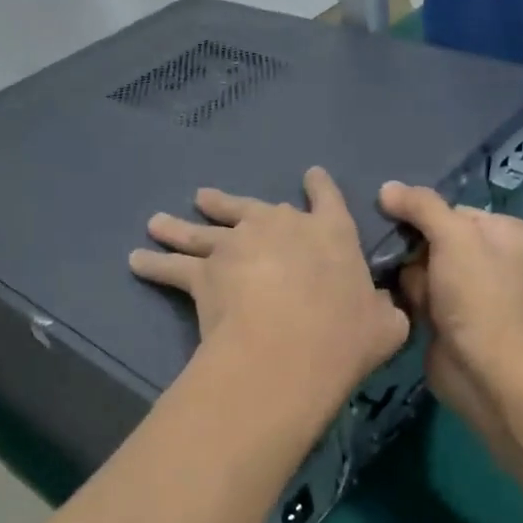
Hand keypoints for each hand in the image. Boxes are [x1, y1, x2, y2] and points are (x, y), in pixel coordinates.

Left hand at [130, 166, 409, 398]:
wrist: (288, 347)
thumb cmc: (344, 335)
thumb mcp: (386, 324)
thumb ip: (385, 309)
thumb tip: (386, 308)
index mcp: (330, 232)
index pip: (327, 198)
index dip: (319, 186)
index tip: (311, 175)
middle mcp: (280, 226)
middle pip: (251, 207)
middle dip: (228, 203)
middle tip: (205, 198)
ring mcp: (237, 243)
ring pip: (203, 229)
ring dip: (180, 226)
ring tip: (159, 221)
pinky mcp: (203, 270)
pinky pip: (172, 266)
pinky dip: (153, 264)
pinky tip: (136, 260)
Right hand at [377, 182, 522, 434]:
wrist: (483, 371)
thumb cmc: (477, 296)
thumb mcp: (453, 237)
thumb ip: (421, 206)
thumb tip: (385, 188)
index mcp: (503, 231)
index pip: (449, 208)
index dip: (422, 215)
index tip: (393, 220)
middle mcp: (488, 256)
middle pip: (431, 235)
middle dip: (411, 248)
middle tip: (395, 257)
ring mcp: (466, 287)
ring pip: (418, 263)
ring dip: (406, 274)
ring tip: (398, 285)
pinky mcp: (445, 314)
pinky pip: (415, 290)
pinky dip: (405, 295)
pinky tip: (396, 300)